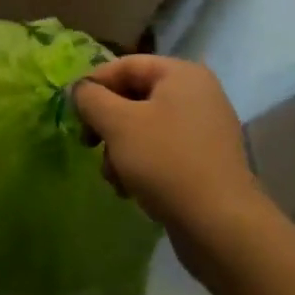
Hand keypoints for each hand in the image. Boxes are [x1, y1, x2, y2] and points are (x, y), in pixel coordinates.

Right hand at [72, 55, 263, 280]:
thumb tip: (79, 90)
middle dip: (108, 124)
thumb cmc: (166, 162)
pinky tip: (131, 191)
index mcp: (181, 74)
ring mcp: (205, 129)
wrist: (221, 228)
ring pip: (145, 127)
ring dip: (120, 150)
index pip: (125, 65)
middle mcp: (197, 94)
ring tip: (114, 178)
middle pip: (134, 97)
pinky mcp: (206, 163)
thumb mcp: (118, 124)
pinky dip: (142, 165)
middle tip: (89, 145)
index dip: (94, 85)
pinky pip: (163, 151)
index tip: (73, 113)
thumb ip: (91, 99)